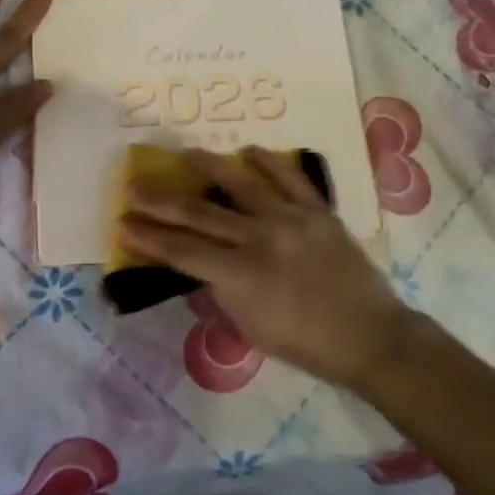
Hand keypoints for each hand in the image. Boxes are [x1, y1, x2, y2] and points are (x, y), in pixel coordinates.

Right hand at [120, 146, 415, 389]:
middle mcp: (262, 238)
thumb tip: (199, 264)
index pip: (183, 251)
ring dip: (210, 165)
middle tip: (134, 187)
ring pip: (242, 183)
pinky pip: (289, 178)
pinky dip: (267, 162)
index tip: (124, 224)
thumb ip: (221, 291)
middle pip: (201, 213)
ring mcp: (291, 218)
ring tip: (185, 153)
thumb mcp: (250, 328)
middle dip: (162, 201)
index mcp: (242, 275)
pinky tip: (248, 150)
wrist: (370, 335)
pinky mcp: (317, 210)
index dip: (150, 238)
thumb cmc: (306, 343)